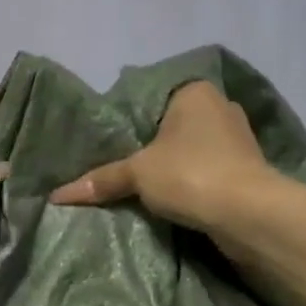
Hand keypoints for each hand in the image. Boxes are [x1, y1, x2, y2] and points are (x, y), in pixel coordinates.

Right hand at [49, 81, 272, 233]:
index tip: (111, 146)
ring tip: (144, 189)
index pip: (152, 100)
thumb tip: (57, 196)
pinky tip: (175, 200)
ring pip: (193, 151)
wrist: (247, 213)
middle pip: (173, 127)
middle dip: (153, 148)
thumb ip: (101, 180)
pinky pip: (209, 172)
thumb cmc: (190, 174)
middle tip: (122, 169)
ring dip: (175, 169)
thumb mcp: (137, 174)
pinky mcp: (248, 170)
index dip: (130, 123)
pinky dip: (193, 184)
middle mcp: (220, 107)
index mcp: (194, 92)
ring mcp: (239, 139)